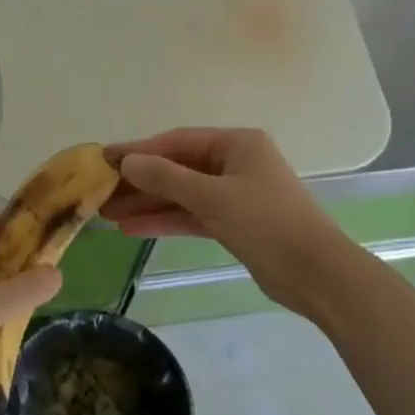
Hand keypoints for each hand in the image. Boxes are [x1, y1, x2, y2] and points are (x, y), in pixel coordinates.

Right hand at [103, 128, 345, 315]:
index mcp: (237, 143)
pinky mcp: (234, 223)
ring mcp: (235, 194)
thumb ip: (167, 177)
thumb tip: (127, 161)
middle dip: (140, 181)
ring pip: (182, 194)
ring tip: (106, 214)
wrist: (315, 274)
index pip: (177, 141)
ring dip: (147, 203)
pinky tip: (133, 229)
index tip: (103, 159)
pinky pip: (192, 215)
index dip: (139, 151)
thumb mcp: (212, 197)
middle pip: (177, 167)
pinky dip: (166, 221)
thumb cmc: (266, 223)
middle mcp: (235, 163)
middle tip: (99, 192)